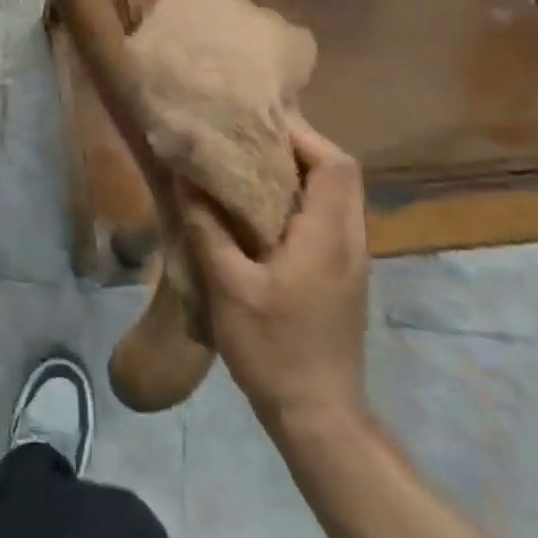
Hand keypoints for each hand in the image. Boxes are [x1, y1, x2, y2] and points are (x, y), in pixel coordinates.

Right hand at [185, 113, 369, 437]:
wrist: (319, 415)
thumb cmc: (272, 347)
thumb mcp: (227, 286)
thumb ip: (207, 227)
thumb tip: (185, 178)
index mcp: (328, 235)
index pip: (335, 164)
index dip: (303, 135)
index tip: (260, 122)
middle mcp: (350, 241)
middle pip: (340, 174)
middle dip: (301, 147)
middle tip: (251, 139)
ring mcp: (352, 261)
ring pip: (338, 197)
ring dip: (302, 173)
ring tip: (252, 166)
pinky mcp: (344, 278)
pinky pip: (330, 220)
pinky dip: (303, 201)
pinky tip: (263, 212)